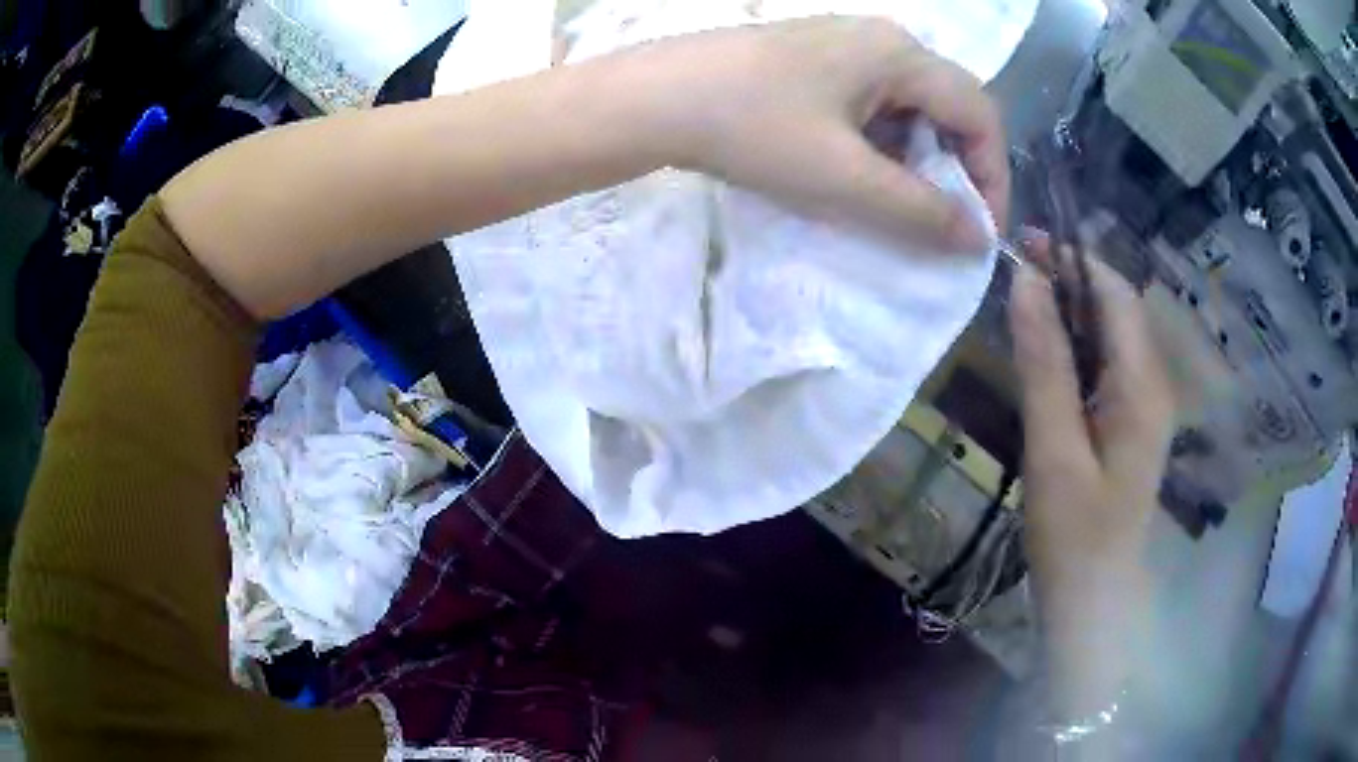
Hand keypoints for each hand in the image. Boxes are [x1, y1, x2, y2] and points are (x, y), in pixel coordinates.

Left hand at [622, 17, 1009, 248]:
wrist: (651, 98)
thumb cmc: (751, 129)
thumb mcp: (844, 179)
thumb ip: (920, 211)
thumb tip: (978, 239)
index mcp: (899, 53)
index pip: (978, 113)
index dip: (992, 175)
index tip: (979, 231)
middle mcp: (879, 39)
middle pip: (947, 105)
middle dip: (953, 168)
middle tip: (937, 220)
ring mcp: (841, 44)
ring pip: (906, 106)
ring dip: (913, 158)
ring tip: (889, 201)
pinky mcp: (811, 59)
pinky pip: (868, 102)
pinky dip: (876, 142)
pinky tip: (850, 170)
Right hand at [1010, 256, 1174, 716]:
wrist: (1093, 597)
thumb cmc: (1073, 533)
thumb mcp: (1054, 448)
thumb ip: (1044, 363)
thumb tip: (1026, 281)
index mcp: (1142, 385)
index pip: (1116, 293)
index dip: (1074, 259)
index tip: (1024, 244)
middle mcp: (1153, 384)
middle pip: (1118, 309)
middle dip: (1072, 280)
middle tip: (1016, 272)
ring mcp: (1145, 405)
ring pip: (1112, 335)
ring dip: (1072, 311)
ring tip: (1024, 305)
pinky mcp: (1131, 422)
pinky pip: (1107, 365)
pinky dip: (1077, 345)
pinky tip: (1047, 356)